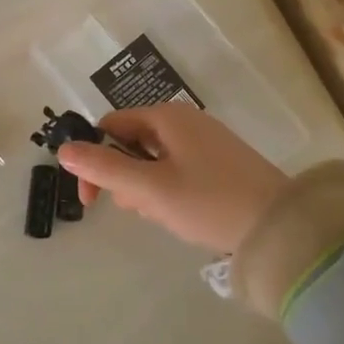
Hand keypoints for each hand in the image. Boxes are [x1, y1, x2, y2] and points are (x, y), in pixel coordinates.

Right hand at [57, 103, 289, 256]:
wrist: (280, 226)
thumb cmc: (209, 203)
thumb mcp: (150, 189)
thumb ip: (104, 169)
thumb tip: (63, 150)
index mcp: (166, 117)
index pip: (110, 126)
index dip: (93, 159)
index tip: (91, 201)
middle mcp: (185, 120)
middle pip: (132, 142)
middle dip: (125, 178)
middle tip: (140, 209)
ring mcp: (206, 140)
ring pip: (155, 160)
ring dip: (147, 188)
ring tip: (165, 215)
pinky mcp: (222, 161)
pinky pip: (179, 169)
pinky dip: (170, 190)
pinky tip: (184, 213)